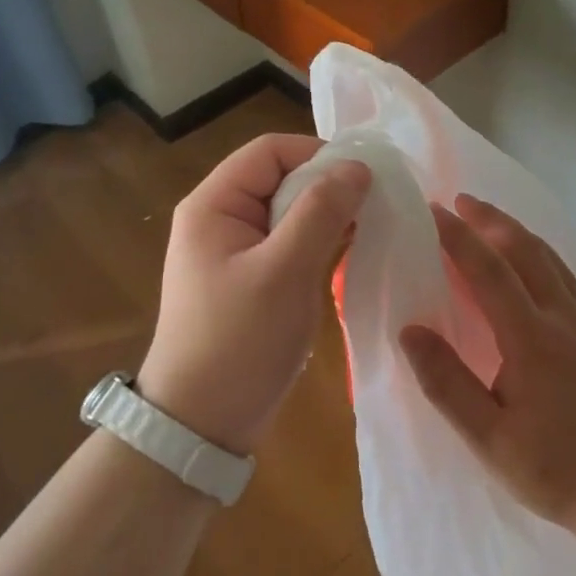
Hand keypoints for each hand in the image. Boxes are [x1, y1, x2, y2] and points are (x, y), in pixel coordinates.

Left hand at [140, 134, 369, 454]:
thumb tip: (358, 166)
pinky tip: (352, 252)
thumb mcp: (284, 271)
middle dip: (328, 187)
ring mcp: (238, 250)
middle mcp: (222, 217)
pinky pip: (292, 242)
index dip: (318, 154)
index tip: (364, 179)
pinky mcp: (253, 277)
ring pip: (291, 211)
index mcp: (215, 204)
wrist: (201, 423)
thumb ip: (321, 212)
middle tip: (374, 207)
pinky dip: (321, 242)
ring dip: (329, 216)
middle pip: (282, 178)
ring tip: (370, 228)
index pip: (271, 151)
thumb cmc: (238, 341)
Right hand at [399, 195, 575, 550]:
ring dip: (518, 232)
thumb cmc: (559, 470)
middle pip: (525, 250)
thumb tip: (409, 331)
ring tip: (492, 220)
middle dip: (491, 219)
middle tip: (460, 201)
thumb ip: (447, 383)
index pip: (488, 270)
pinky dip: (542, 255)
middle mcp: (560, 318)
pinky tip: (536, 265)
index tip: (432, 211)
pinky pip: (566, 278)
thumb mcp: (490, 440)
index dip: (458, 237)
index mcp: (530, 337)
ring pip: (550, 260)